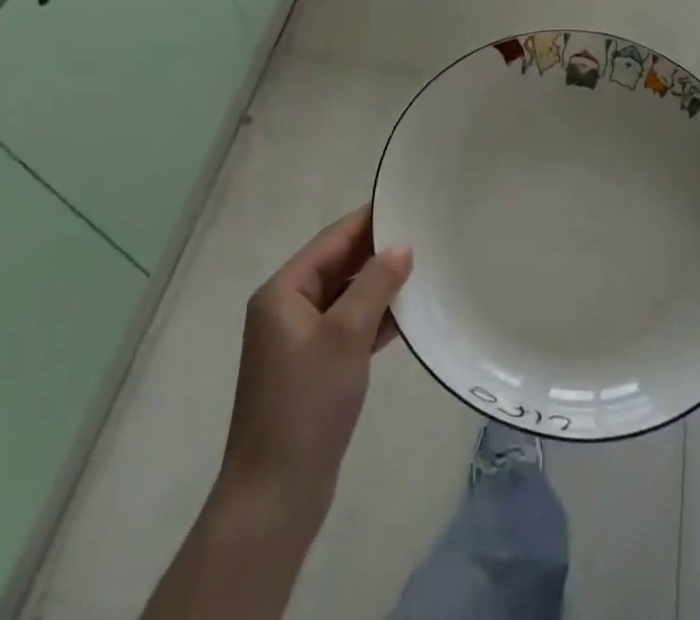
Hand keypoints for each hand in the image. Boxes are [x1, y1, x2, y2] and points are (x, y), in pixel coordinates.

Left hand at [216, 206, 412, 530]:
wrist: (275, 497)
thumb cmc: (306, 404)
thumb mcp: (345, 336)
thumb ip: (375, 285)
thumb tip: (401, 247)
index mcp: (283, 292)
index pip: (332, 240)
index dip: (369, 220)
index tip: (407, 203)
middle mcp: (287, 308)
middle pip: (338, 266)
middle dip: (377, 252)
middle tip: (424, 235)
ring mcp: (299, 341)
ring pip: (346, 298)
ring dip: (379, 286)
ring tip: (424, 269)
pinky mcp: (313, 368)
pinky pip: (348, 327)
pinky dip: (374, 319)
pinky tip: (408, 315)